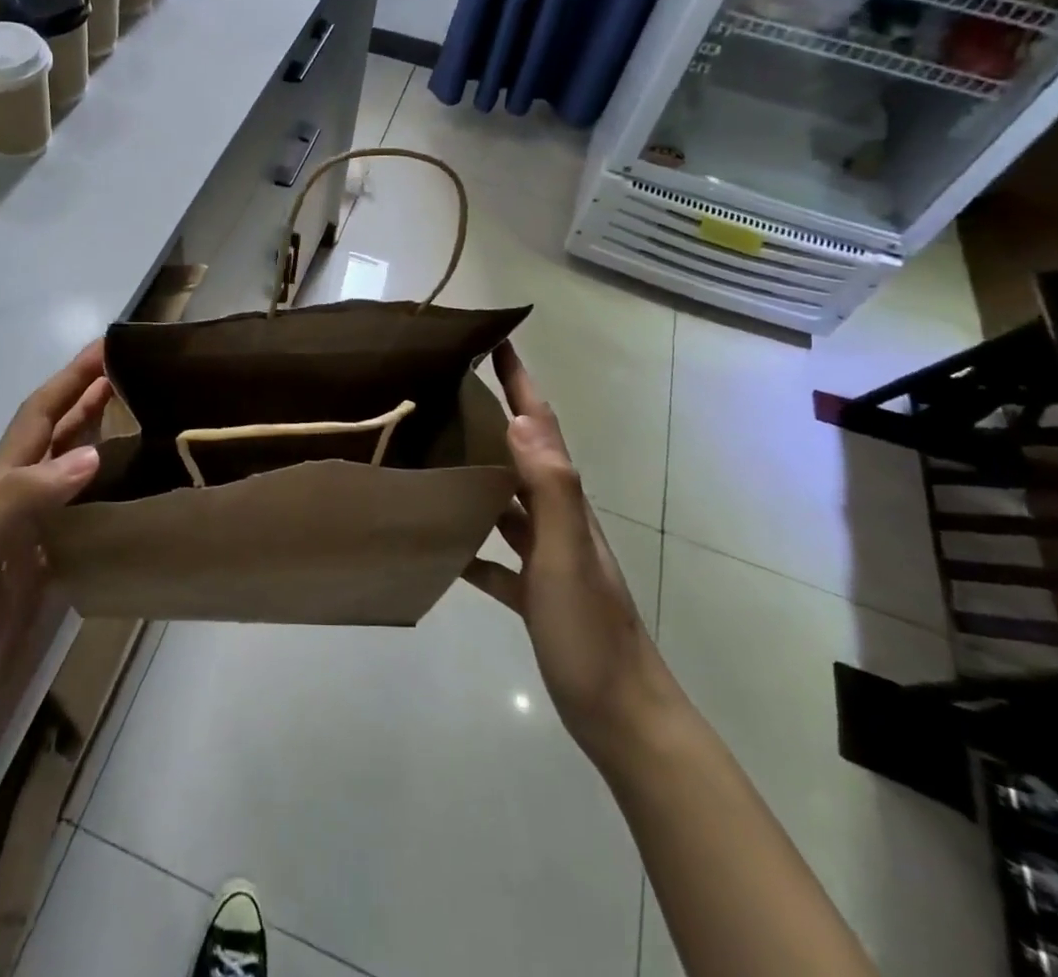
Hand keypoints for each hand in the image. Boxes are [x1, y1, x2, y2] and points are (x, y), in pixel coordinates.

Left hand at [0, 342, 113, 729]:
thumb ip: (20, 501)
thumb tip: (91, 454)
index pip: (37, 417)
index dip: (70, 379)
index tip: (109, 346)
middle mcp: (16, 505)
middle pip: (57, 436)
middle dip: (90, 397)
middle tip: (137, 373)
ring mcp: (33, 540)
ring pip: (73, 472)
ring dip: (102, 438)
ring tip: (145, 419)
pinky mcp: (50, 573)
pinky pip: (86, 515)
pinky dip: (110, 492)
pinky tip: (136, 495)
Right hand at [465, 342, 681, 766]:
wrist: (622, 715)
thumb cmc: (591, 632)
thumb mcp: (567, 556)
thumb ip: (550, 488)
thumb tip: (521, 420)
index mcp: (566, 501)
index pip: (543, 425)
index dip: (522, 382)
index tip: (498, 341)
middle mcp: (557, 518)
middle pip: (523, 453)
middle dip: (495, 414)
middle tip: (449, 389)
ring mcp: (547, 556)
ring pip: (508, 499)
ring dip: (479, 471)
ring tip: (435, 451)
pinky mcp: (535, 592)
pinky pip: (497, 555)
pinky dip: (472, 543)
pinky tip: (441, 545)